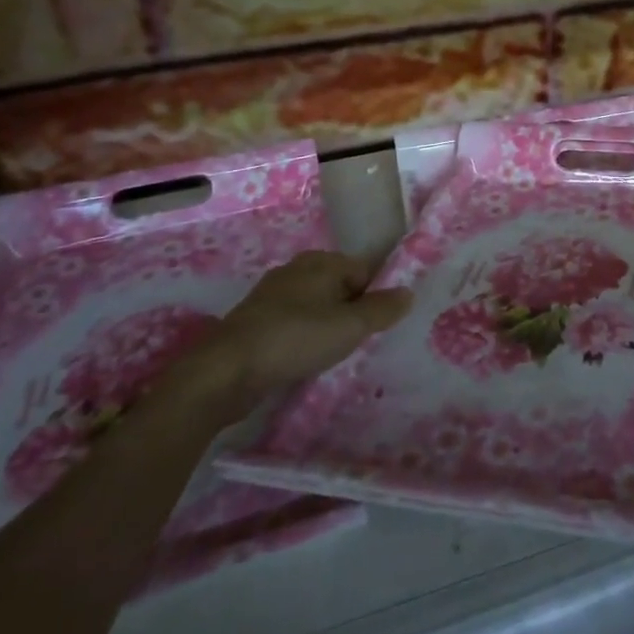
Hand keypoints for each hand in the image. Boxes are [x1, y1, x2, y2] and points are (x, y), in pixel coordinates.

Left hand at [161, 251, 411, 425]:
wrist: (225, 371)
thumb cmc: (295, 339)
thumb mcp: (349, 326)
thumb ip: (382, 309)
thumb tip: (409, 292)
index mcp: (321, 261)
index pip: (364, 271)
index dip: (377, 296)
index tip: (381, 326)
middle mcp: (297, 269)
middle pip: (340, 287)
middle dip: (352, 312)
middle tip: (361, 342)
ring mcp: (273, 294)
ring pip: (316, 306)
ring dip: (327, 326)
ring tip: (335, 355)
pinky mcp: (256, 321)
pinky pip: (294, 323)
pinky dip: (304, 337)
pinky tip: (305, 359)